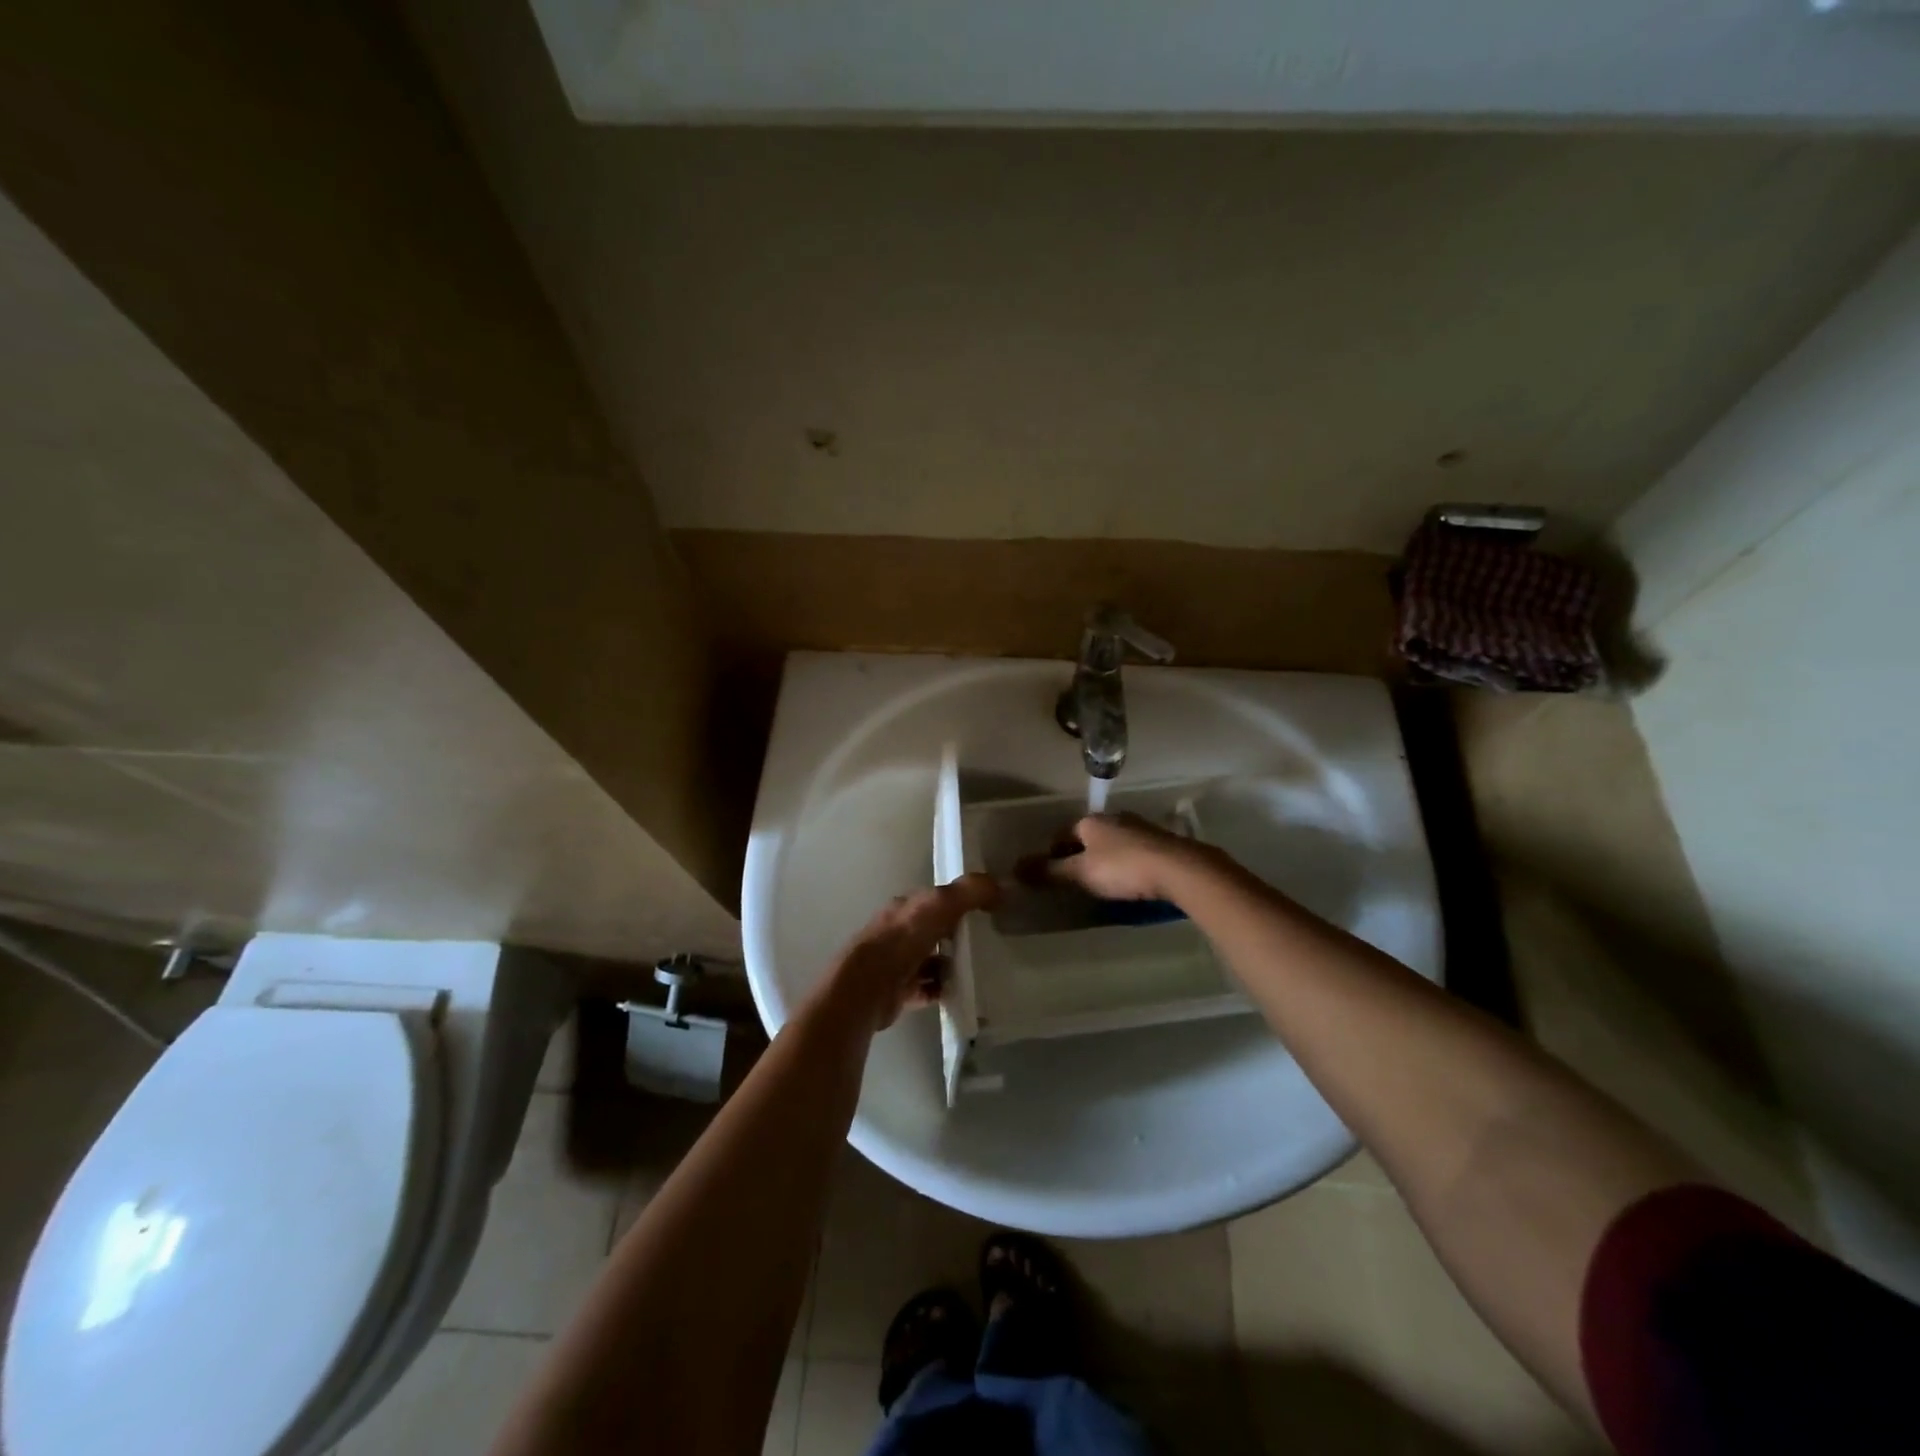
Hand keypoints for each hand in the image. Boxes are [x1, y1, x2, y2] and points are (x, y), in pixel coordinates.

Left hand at [828, 873, 1000, 1029]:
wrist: (868, 986)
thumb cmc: (902, 939)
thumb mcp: (940, 905)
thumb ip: (969, 892)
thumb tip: (1002, 884)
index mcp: (905, 908)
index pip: (934, 900)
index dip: (958, 901)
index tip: (985, 909)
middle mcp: (898, 932)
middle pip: (933, 930)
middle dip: (955, 935)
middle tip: (986, 942)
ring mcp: (897, 963)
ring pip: (930, 960)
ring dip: (950, 964)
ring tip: (977, 969)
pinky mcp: (898, 992)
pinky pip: (927, 988)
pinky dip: (943, 989)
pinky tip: (960, 992)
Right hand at [1046, 812, 1212, 902]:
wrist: (1179, 869)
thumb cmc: (1123, 868)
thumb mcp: (1082, 873)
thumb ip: (1050, 871)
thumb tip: (1015, 869)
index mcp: (1091, 821)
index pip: (1062, 833)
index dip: (1052, 853)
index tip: (1050, 874)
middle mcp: (1114, 818)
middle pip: (1088, 836)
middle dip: (1079, 854)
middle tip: (1074, 879)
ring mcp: (1140, 828)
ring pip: (1112, 842)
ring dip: (1104, 858)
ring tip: (1101, 882)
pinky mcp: (1161, 843)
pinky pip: (1134, 851)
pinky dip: (1126, 863)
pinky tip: (1129, 880)